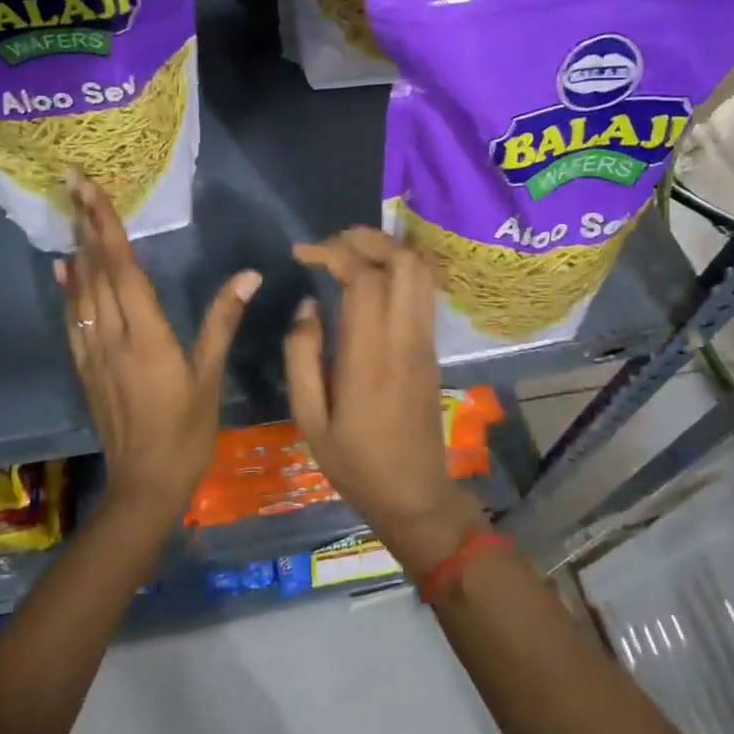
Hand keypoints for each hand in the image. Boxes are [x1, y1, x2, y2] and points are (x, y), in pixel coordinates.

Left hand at [57, 173, 259, 521]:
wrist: (145, 484)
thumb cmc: (187, 430)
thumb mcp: (210, 375)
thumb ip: (223, 320)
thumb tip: (249, 275)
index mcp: (145, 334)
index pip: (122, 267)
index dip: (105, 225)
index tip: (89, 190)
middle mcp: (112, 336)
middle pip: (95, 270)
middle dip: (85, 224)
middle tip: (73, 183)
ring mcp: (93, 352)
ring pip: (81, 291)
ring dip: (77, 250)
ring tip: (71, 215)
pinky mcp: (86, 368)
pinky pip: (73, 319)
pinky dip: (68, 290)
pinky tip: (64, 272)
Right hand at [287, 227, 485, 573]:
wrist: (415, 495)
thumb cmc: (355, 463)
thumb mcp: (309, 419)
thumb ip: (302, 356)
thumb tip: (308, 306)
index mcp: (370, 357)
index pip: (365, 280)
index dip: (334, 253)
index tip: (302, 252)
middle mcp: (405, 339)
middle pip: (404, 262)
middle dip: (367, 239)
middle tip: (331, 243)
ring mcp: (425, 342)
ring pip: (421, 273)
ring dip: (387, 250)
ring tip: (350, 252)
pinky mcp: (432, 348)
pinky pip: (423, 292)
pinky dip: (400, 269)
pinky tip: (374, 277)